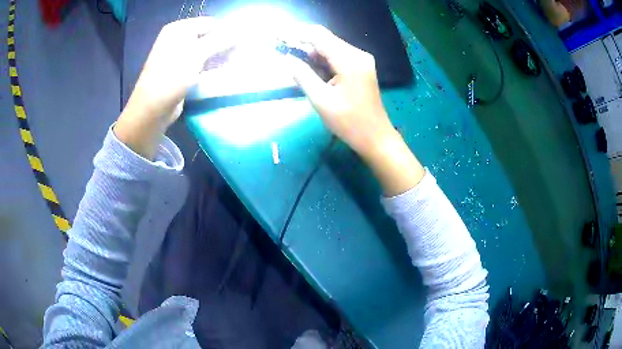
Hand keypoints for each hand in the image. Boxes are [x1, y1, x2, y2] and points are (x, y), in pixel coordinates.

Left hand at [116, 17, 232, 157]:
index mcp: (178, 29)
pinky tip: (220, 75)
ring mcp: (178, 56)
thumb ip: (220, 40)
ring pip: (206, 52)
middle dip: (224, 47)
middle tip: (235, 59)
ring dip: (219, 58)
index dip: (225, 33)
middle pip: (208, 37)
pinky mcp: (180, 72)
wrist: (151, 110)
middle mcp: (177, 39)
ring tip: (231, 67)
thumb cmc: (171, 77)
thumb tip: (241, 31)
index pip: (210, 23)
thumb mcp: (197, 54)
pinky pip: (200, 65)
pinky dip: (210, 68)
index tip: (238, 47)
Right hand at [288, 25, 424, 194]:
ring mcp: (361, 60)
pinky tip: (311, 71)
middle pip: (325, 39)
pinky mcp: (361, 67)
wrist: (376, 137)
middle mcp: (358, 54)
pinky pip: (338, 57)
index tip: (279, 38)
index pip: (319, 36)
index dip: (297, 34)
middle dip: (303, 44)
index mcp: (349, 60)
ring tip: (294, 64)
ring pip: (331, 48)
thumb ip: (302, 76)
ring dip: (312, 53)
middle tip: (283, 54)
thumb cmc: (349, 123)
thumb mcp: (321, 100)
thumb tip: (287, 59)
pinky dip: (322, 61)